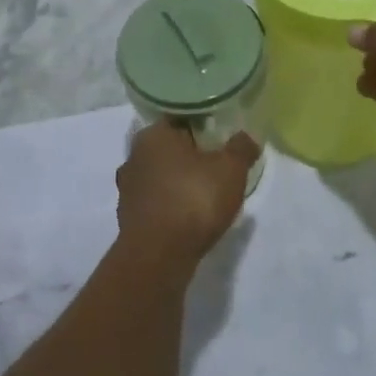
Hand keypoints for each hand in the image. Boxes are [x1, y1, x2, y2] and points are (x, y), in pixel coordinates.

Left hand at [116, 122, 257, 264]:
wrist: (158, 257)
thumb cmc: (193, 199)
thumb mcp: (230, 169)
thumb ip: (241, 148)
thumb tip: (247, 137)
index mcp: (154, 134)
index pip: (179, 118)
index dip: (202, 125)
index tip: (220, 137)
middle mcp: (134, 155)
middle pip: (167, 147)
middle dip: (189, 154)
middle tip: (216, 165)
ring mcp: (127, 187)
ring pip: (158, 175)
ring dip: (177, 181)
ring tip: (204, 193)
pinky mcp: (127, 217)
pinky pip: (154, 202)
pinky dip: (169, 205)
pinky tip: (187, 216)